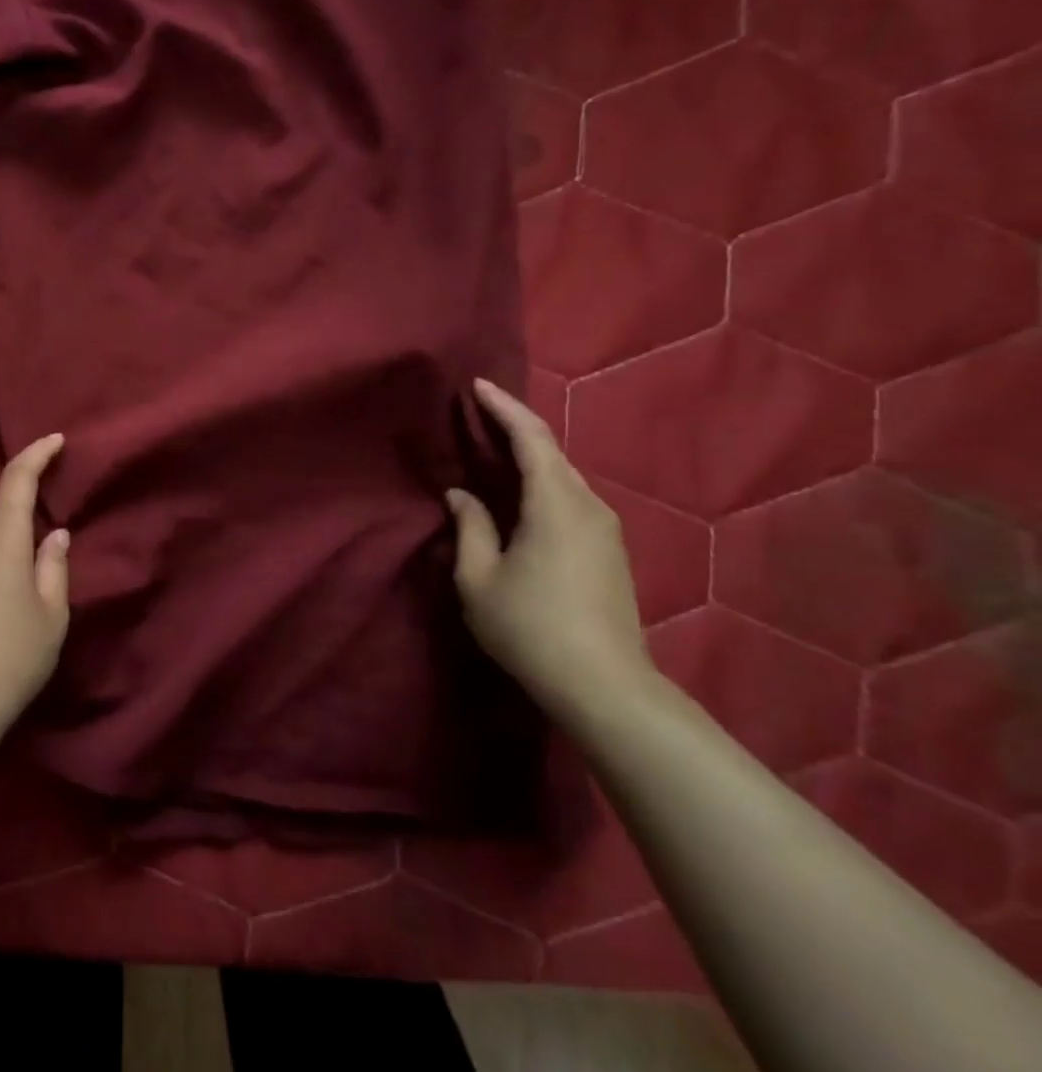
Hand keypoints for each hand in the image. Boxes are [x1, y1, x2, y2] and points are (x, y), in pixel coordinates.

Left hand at [0, 433, 71, 751]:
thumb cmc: (13, 656)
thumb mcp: (51, 614)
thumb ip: (54, 566)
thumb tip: (55, 534)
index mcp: (2, 539)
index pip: (17, 478)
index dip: (36, 454)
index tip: (55, 441)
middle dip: (15, 507)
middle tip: (39, 536)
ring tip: (15, 571)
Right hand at [445, 379, 655, 723]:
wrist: (605, 686)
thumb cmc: (530, 627)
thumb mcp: (479, 578)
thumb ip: (469, 528)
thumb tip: (462, 495)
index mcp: (556, 504)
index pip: (531, 439)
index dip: (503, 408)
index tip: (477, 385)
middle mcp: (588, 506)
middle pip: (551, 453)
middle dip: (515, 428)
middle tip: (477, 416)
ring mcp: (605, 529)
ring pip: (563, 477)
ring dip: (529, 458)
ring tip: (492, 451)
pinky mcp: (609, 551)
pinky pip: (570, 499)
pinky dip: (542, 484)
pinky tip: (519, 496)